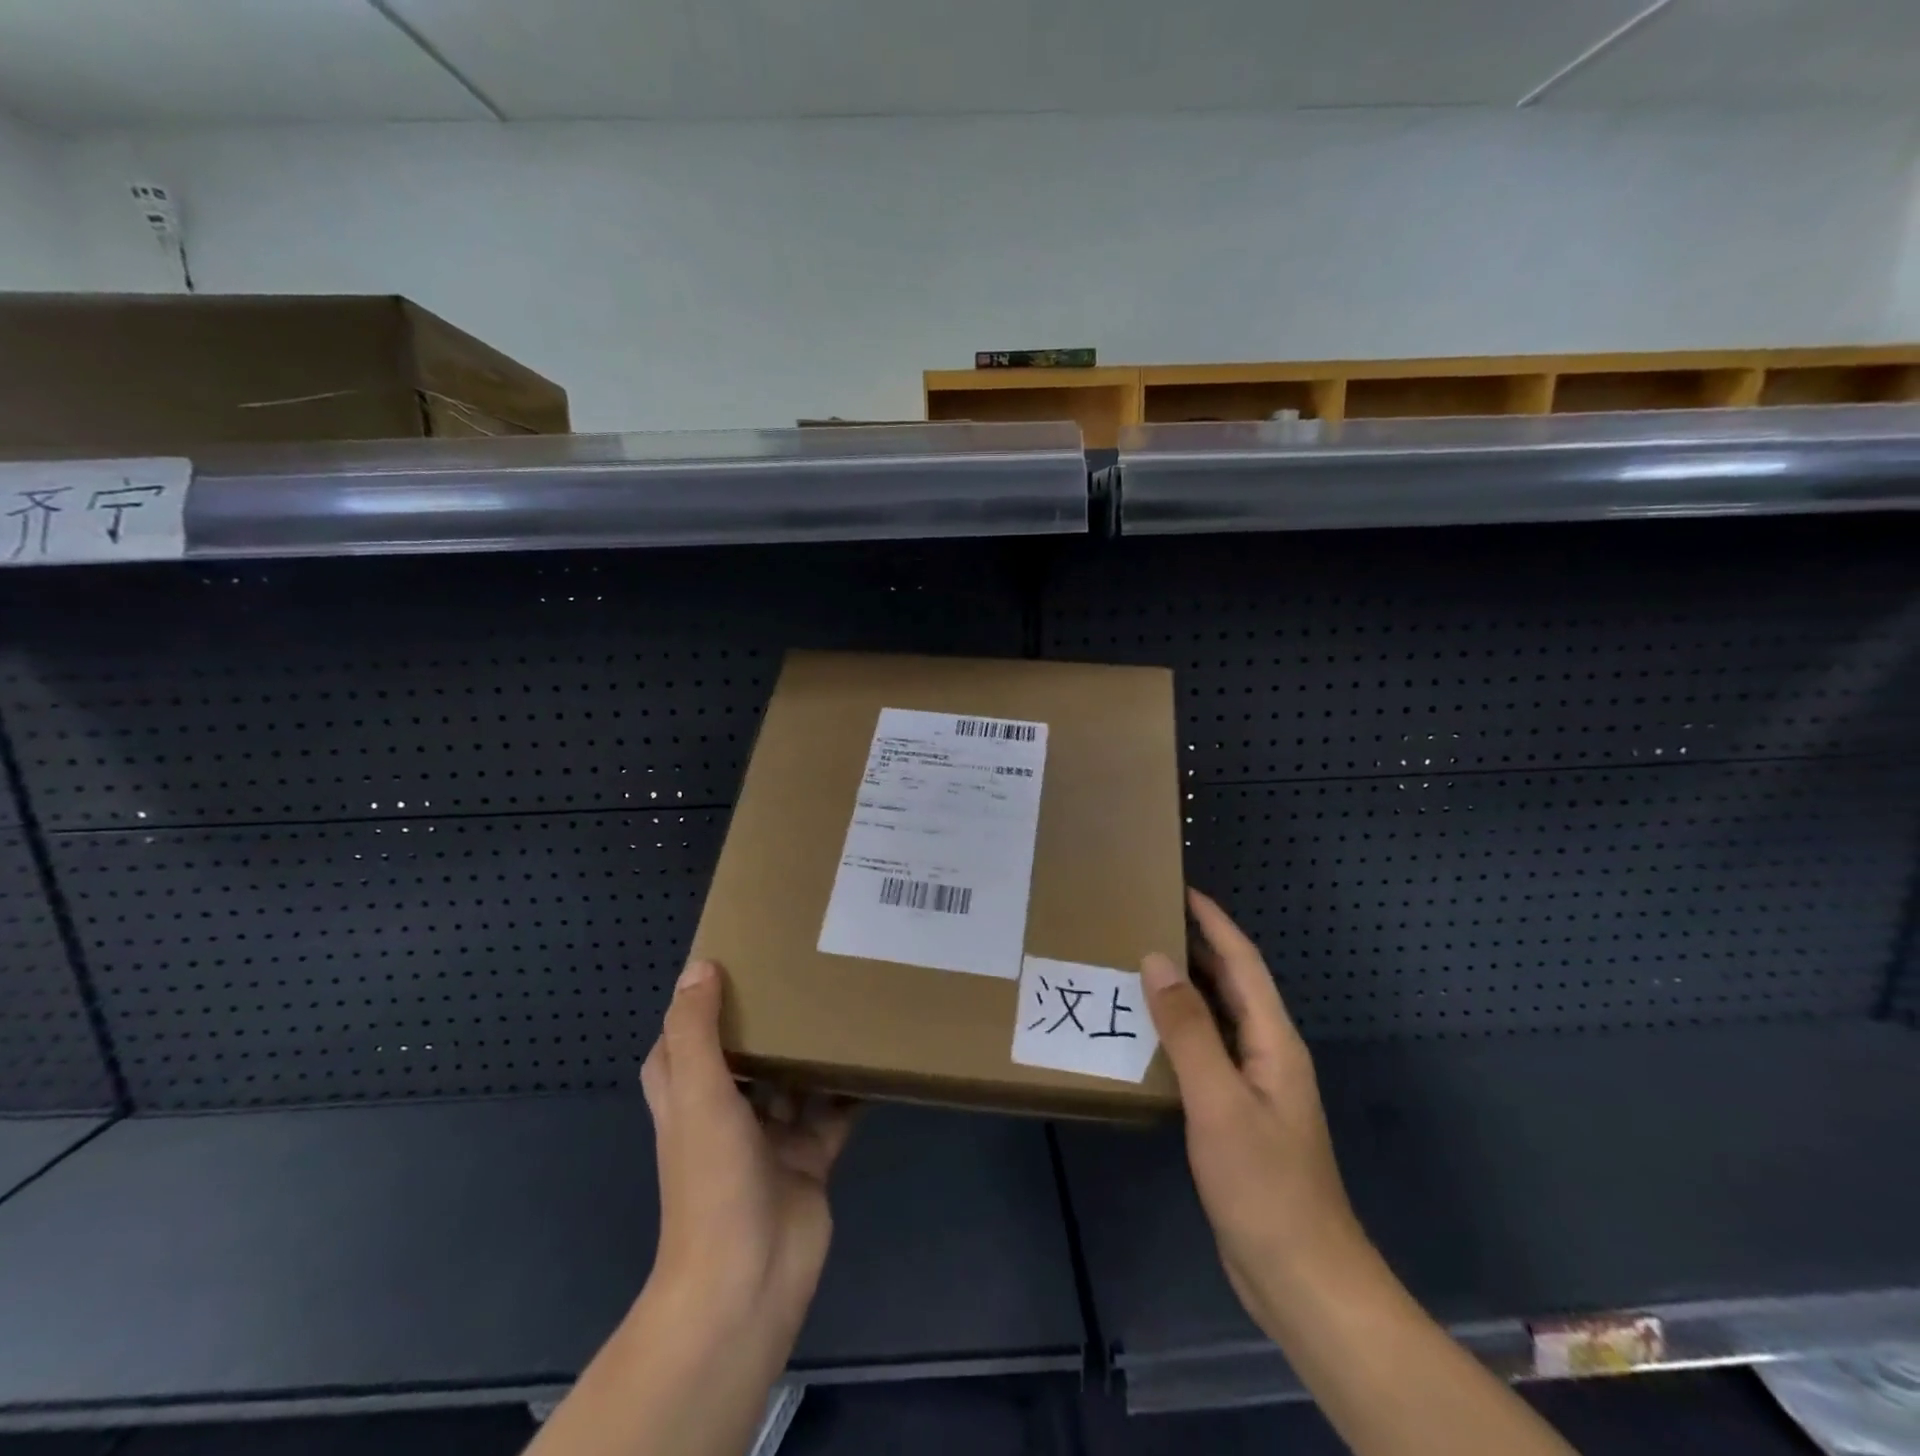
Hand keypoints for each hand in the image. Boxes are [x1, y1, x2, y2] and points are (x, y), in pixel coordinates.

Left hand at [528, 960, 856, 1455]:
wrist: (748, 1279)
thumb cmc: (712, 1179)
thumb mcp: (697, 1093)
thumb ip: (697, 1030)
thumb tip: (700, 966)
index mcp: (689, 1096)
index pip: (685, 1038)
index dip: (701, 1002)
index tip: (735, 957)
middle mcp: (726, 1111)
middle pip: (746, 1053)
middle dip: (769, 1018)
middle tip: (804, 967)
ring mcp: (769, 1137)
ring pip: (793, 1079)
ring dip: (812, 1049)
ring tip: (845, 996)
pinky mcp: (810, 1157)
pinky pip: (833, 1111)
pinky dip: (850, 1088)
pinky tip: (875, 1054)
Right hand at [1141, 889, 1364, 1336]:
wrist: (1302, 1280)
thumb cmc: (1265, 1186)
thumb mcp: (1219, 1102)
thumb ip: (1188, 1029)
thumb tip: (1157, 961)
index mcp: (1273, 1041)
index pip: (1243, 962)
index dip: (1215, 922)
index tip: (1180, 889)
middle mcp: (1267, 1053)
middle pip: (1232, 984)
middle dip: (1197, 946)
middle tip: (1146, 919)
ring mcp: (1254, 1086)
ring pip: (1217, 1018)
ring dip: (1185, 987)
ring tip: (1138, 963)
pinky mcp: (1236, 1115)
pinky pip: (1205, 1053)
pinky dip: (1178, 1031)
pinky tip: (1146, 1034)